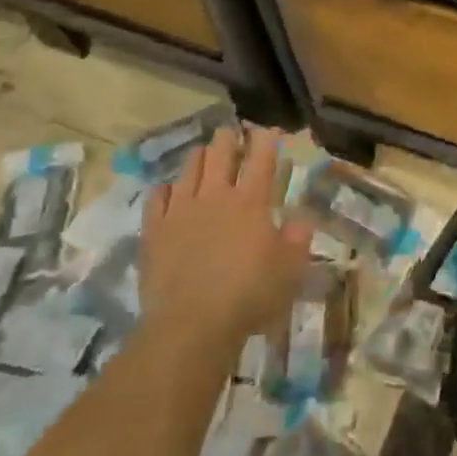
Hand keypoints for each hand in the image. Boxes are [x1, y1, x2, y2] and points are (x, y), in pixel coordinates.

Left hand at [141, 126, 311, 353]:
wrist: (191, 325)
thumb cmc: (249, 296)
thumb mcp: (290, 270)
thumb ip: (297, 240)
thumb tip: (301, 219)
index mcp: (251, 202)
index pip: (261, 159)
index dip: (266, 140)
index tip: (269, 130)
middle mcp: (215, 196)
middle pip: (220, 153)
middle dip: (228, 138)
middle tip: (232, 133)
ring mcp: (181, 211)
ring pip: (189, 169)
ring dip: (199, 157)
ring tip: (203, 154)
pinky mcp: (155, 231)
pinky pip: (157, 198)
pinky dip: (165, 189)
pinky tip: (168, 190)